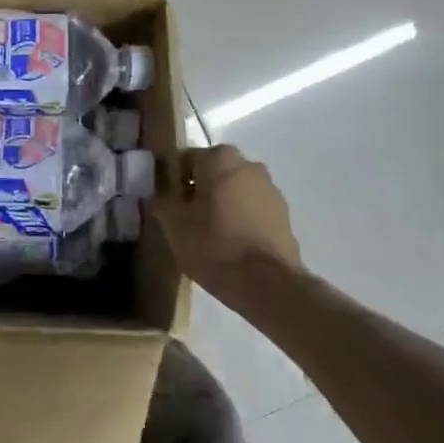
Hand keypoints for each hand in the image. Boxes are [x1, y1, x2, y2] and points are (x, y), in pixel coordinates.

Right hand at [152, 146, 301, 309]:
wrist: (267, 284)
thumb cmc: (213, 246)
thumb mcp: (173, 225)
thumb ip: (162, 200)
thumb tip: (159, 193)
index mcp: (219, 158)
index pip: (186, 159)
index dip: (172, 181)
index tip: (167, 203)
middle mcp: (249, 164)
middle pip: (213, 172)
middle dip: (199, 190)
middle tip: (185, 218)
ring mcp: (271, 189)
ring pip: (235, 190)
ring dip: (222, 203)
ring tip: (208, 234)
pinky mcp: (284, 214)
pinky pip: (252, 208)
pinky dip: (240, 218)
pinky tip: (231, 243)